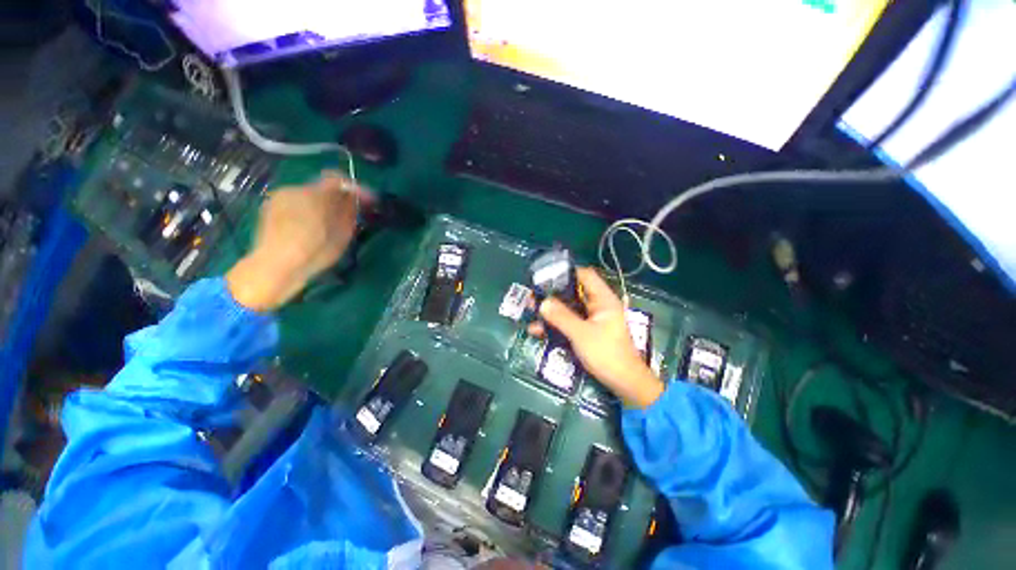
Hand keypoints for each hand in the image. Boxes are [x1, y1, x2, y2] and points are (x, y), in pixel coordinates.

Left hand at [226, 171, 369, 310]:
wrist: (274, 267)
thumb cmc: (314, 252)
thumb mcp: (341, 235)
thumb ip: (349, 212)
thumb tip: (355, 199)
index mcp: (315, 195)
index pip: (338, 179)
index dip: (354, 188)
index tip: (366, 200)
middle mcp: (295, 189)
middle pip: (322, 188)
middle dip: (336, 199)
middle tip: (347, 215)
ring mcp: (279, 198)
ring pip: (307, 196)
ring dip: (320, 206)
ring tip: (326, 225)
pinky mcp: (268, 208)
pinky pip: (294, 204)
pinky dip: (305, 211)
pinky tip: (308, 229)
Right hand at [528, 267, 664, 408]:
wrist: (624, 384)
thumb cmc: (606, 354)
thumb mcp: (581, 334)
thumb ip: (561, 317)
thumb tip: (542, 302)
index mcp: (603, 299)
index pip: (585, 275)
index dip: (566, 273)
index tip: (545, 277)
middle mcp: (597, 306)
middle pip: (572, 292)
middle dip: (552, 295)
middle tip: (533, 297)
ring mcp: (591, 320)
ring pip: (568, 309)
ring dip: (550, 311)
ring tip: (531, 313)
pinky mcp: (586, 332)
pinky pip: (568, 323)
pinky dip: (554, 325)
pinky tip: (537, 330)